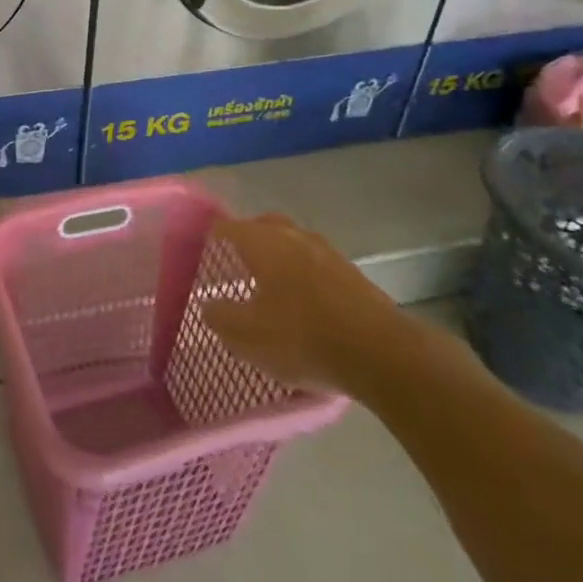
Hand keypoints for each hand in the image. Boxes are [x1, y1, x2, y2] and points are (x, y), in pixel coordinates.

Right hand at [203, 214, 413, 394]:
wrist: (382, 354)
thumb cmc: (302, 337)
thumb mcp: (247, 337)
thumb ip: (220, 318)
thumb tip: (209, 305)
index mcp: (263, 242)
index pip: (228, 227)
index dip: (211, 237)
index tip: (200, 250)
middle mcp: (294, 237)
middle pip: (264, 227)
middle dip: (248, 239)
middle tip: (235, 261)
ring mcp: (328, 253)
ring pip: (294, 244)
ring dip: (279, 257)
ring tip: (270, 284)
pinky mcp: (353, 275)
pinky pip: (316, 264)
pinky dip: (303, 275)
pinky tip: (303, 302)